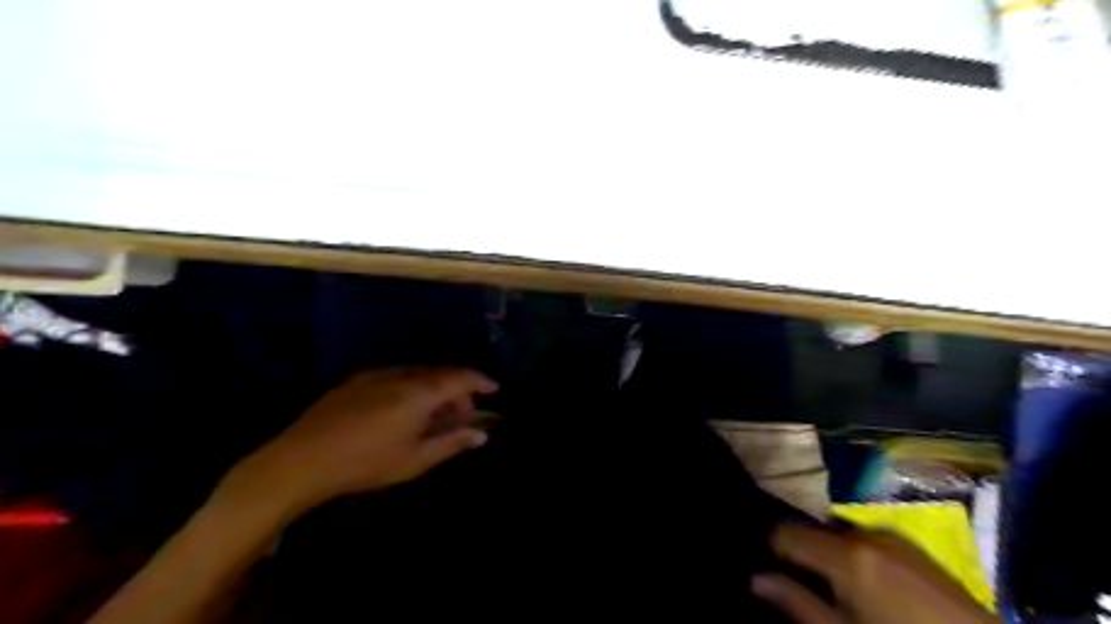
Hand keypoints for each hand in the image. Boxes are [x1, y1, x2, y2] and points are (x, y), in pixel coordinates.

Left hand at [218, 365, 495, 515]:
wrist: (300, 459)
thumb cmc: (365, 463)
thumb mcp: (415, 460)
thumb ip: (452, 443)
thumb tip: (481, 435)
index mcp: (419, 392)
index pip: (460, 377)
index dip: (480, 381)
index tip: (494, 389)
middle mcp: (401, 374)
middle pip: (440, 373)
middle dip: (457, 390)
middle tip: (461, 416)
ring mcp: (376, 374)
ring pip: (418, 373)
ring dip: (434, 389)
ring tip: (433, 416)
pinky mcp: (357, 379)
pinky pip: (397, 376)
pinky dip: (412, 387)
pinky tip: (404, 411)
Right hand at [754, 524, 998, 623]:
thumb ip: (797, 605)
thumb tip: (755, 578)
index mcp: (848, 553)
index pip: (784, 530)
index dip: (771, 550)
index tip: (770, 573)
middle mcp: (868, 533)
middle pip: (813, 530)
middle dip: (802, 554)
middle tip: (803, 588)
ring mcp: (896, 539)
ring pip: (840, 535)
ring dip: (828, 557)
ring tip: (837, 593)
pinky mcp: (917, 551)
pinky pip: (868, 543)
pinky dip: (855, 558)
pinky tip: (869, 592)